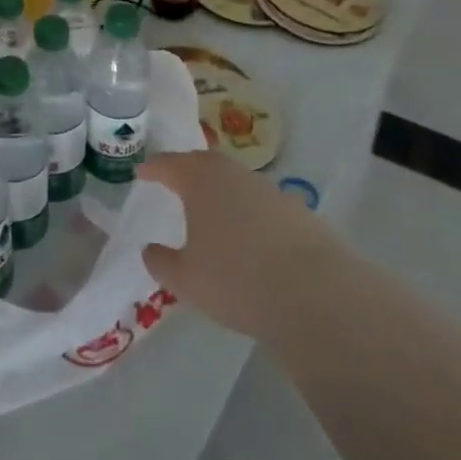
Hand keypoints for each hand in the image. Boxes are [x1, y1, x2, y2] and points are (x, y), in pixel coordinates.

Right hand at [139, 151, 332, 343]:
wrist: (318, 295)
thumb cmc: (237, 279)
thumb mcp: (186, 280)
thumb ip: (162, 262)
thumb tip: (150, 249)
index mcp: (200, 180)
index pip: (168, 164)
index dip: (153, 169)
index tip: (142, 173)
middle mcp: (234, 174)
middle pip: (204, 164)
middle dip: (187, 172)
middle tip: (174, 183)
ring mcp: (270, 191)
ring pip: (236, 183)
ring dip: (221, 193)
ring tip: (212, 214)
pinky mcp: (300, 212)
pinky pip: (262, 205)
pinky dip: (250, 214)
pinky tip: (250, 239)